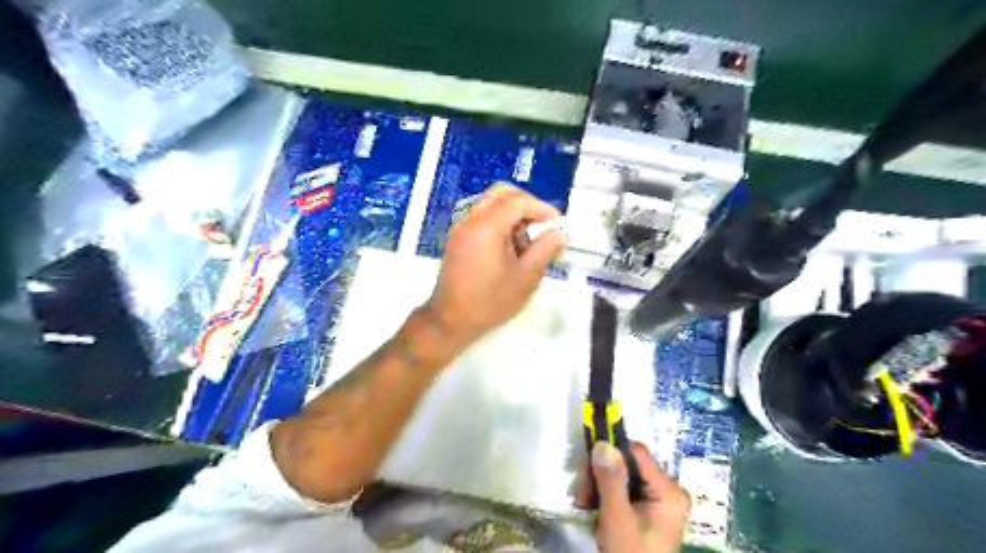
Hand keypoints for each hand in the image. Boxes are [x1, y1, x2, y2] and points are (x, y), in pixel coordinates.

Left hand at [422, 186, 561, 348]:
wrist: (450, 321)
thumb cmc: (489, 301)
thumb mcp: (525, 278)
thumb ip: (544, 250)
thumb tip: (559, 233)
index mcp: (486, 226)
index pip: (518, 201)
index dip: (542, 208)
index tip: (557, 225)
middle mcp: (470, 219)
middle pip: (501, 193)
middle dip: (526, 205)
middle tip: (542, 226)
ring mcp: (461, 228)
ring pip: (491, 204)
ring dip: (513, 215)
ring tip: (526, 244)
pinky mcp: (458, 239)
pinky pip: (482, 218)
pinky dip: (500, 224)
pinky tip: (510, 250)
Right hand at [580, 440, 686, 551]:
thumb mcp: (617, 518)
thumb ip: (611, 480)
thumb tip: (603, 442)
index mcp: (668, 490)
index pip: (636, 452)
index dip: (610, 453)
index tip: (584, 466)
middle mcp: (665, 490)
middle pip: (625, 464)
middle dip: (598, 475)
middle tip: (580, 494)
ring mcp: (654, 501)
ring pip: (618, 477)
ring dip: (595, 486)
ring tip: (582, 504)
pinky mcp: (643, 511)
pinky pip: (620, 491)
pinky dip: (601, 497)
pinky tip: (590, 509)